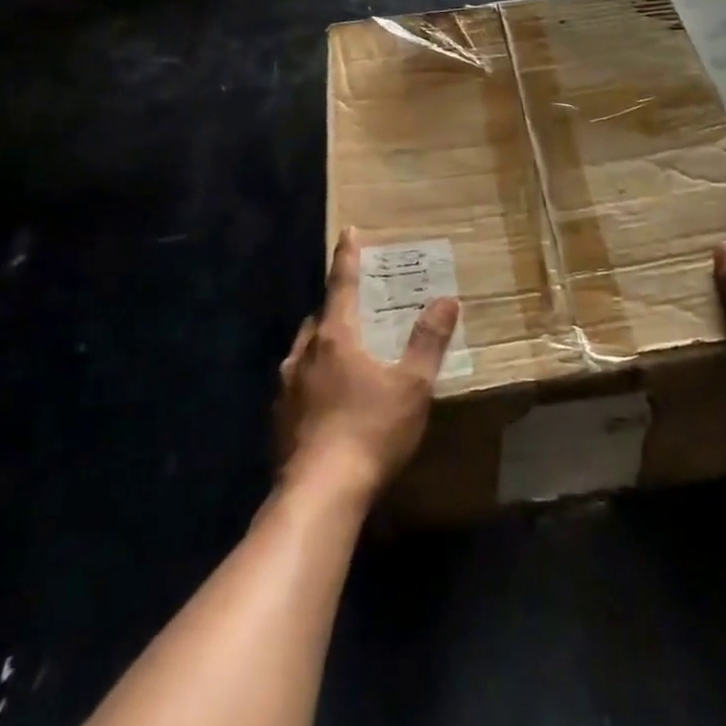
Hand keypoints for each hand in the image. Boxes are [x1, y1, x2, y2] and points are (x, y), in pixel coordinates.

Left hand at [275, 228, 459, 503]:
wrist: (319, 494)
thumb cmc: (370, 431)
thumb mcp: (412, 386)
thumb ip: (428, 342)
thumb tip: (447, 300)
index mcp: (335, 337)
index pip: (341, 284)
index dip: (347, 256)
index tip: (347, 231)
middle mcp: (304, 354)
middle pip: (320, 318)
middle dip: (336, 308)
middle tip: (357, 310)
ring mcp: (286, 388)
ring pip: (304, 352)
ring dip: (322, 345)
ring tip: (343, 355)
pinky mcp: (279, 419)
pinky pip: (297, 385)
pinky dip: (312, 380)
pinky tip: (327, 402)